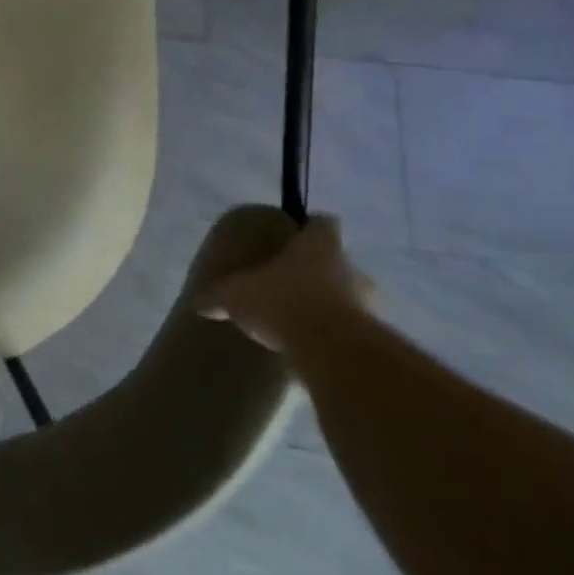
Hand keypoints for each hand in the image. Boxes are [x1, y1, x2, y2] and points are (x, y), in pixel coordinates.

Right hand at [197, 217, 375, 353]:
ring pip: (349, 295)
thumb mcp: (235, 296)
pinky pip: (354, 329)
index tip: (295, 235)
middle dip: (317, 270)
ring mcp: (369, 303)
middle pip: (337, 260)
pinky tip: (312, 345)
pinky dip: (336, 333)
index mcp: (319, 246)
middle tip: (291, 282)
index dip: (310, 227)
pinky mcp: (375, 338)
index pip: (323, 223)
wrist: (332, 352)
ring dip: (330, 303)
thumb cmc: (282, 302)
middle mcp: (351, 267)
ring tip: (301, 318)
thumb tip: (198, 302)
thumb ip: (217, 295)